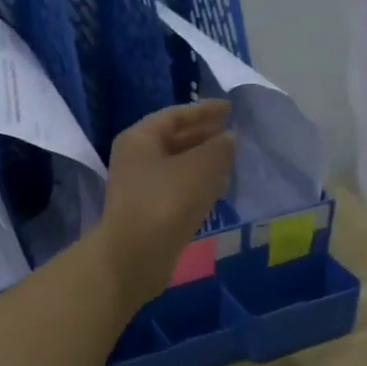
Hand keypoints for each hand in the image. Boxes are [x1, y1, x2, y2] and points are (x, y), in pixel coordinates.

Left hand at [94, 101, 235, 307]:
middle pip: (173, 139)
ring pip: (176, 166)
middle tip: (232, 135)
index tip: (229, 109)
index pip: (174, 115)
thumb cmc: (166, 202)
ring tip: (230, 160)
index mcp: (140, 138)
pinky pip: (176, 189)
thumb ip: (219, 148)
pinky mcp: (148, 213)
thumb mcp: (201, 168)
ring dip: (202, 161)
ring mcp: (139, 188)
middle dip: (203, 136)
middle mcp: (135, 159)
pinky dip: (196, 184)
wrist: (134, 256)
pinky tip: (217, 189)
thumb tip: (228, 139)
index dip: (203, 111)